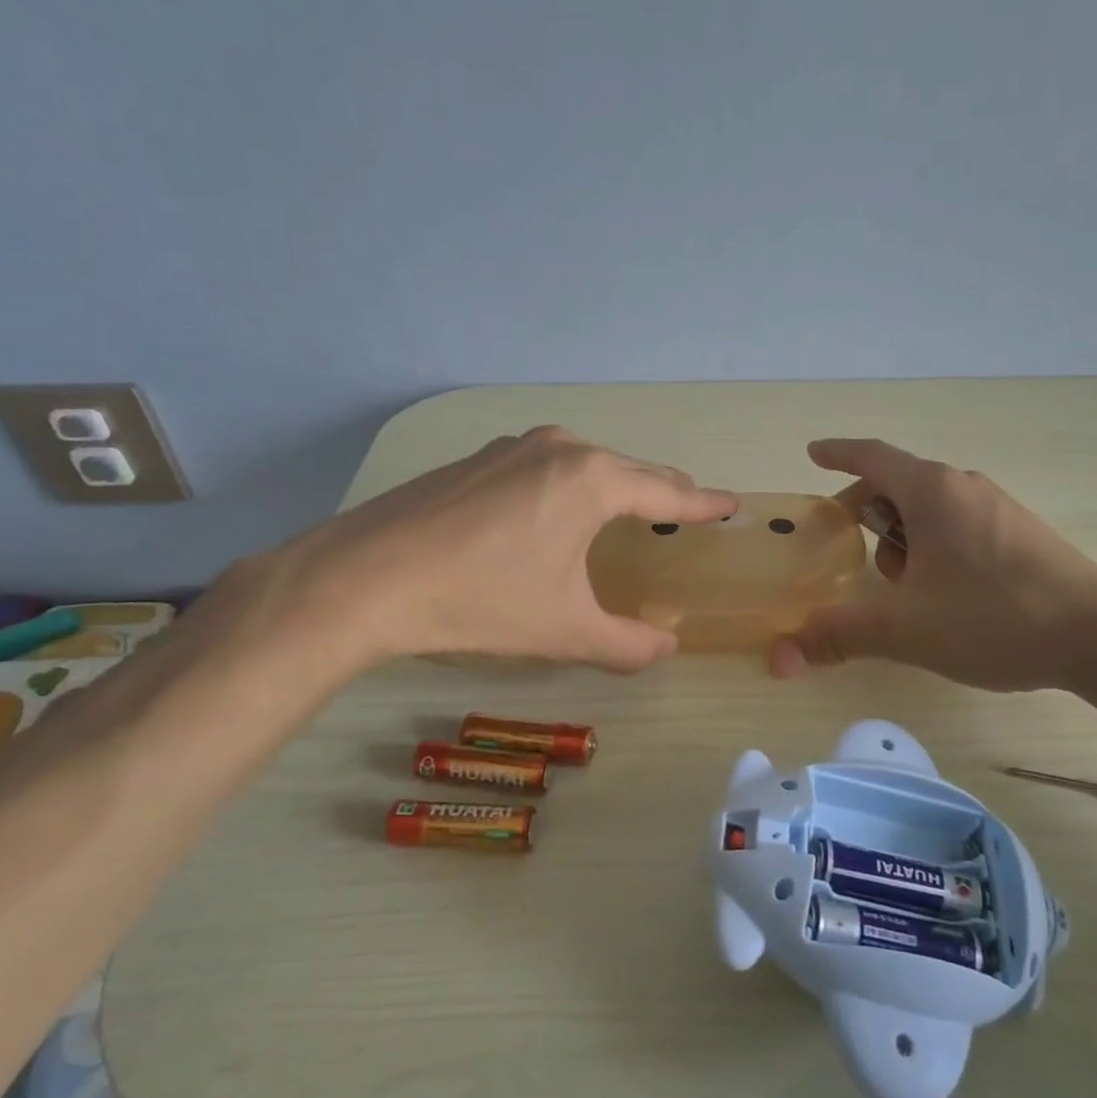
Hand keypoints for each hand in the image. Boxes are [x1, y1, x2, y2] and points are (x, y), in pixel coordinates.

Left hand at [235, 427, 736, 679]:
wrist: (364, 577)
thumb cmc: (480, 601)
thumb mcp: (563, 630)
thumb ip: (625, 644)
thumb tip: (665, 649)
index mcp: (593, 482)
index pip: (668, 493)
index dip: (704, 504)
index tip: (732, 504)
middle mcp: (560, 450)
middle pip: (631, 470)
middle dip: (664, 491)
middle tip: (689, 509)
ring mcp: (514, 448)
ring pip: (588, 463)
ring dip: (617, 484)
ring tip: (631, 507)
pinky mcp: (478, 459)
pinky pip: (547, 466)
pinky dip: (572, 484)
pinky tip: (558, 508)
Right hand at [770, 438, 1096, 691]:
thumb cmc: (995, 617)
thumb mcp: (907, 629)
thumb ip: (841, 636)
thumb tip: (781, 654)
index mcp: (932, 491)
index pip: (872, 457)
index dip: (837, 454)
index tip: (813, 454)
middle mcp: (964, 486)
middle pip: (898, 484)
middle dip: (866, 512)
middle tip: (847, 548)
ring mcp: (997, 508)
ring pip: (930, 507)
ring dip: (902, 535)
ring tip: (901, 585)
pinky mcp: (1020, 533)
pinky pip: (959, 523)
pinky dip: (933, 544)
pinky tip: (942, 592)